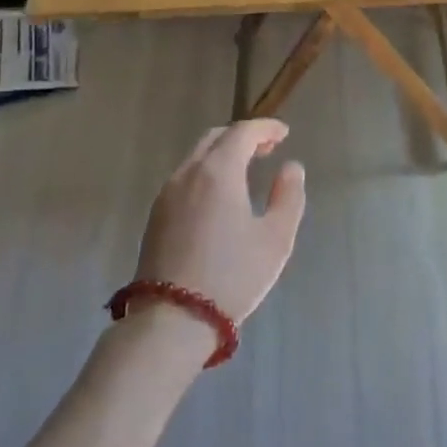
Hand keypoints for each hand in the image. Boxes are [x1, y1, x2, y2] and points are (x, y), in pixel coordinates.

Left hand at [133, 120, 307, 323]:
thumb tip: (290, 168)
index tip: (284, 133)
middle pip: (215, 138)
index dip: (265, 128)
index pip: (242, 132)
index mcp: (218, 171)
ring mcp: (167, 194)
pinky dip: (206, 172)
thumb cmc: (232, 276)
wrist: (172, 318)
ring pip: (196, 157)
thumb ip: (288, 197)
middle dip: (242, 137)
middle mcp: (188, 173)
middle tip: (267, 148)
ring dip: (222, 154)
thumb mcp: (275, 239)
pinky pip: (185, 178)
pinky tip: (219, 195)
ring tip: (246, 171)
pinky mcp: (156, 216)